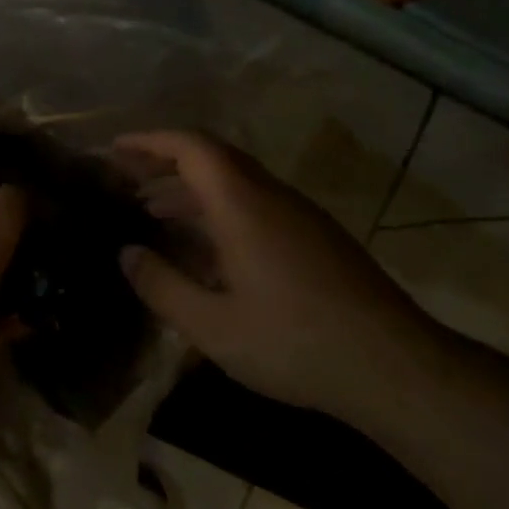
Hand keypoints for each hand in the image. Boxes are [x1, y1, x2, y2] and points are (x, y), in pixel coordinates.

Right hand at [114, 131, 446, 412]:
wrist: (394, 367)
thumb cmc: (294, 343)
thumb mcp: (211, 325)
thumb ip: (161, 285)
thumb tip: (127, 254)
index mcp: (244, 206)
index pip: (192, 147)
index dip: (150, 141)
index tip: (114, 150)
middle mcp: (272, 198)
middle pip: (213, 159)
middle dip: (165, 162)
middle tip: (124, 180)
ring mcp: (299, 217)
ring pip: (236, 184)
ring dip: (191, 190)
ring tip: (152, 212)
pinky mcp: (315, 239)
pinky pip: (255, 206)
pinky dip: (218, 211)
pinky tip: (202, 247)